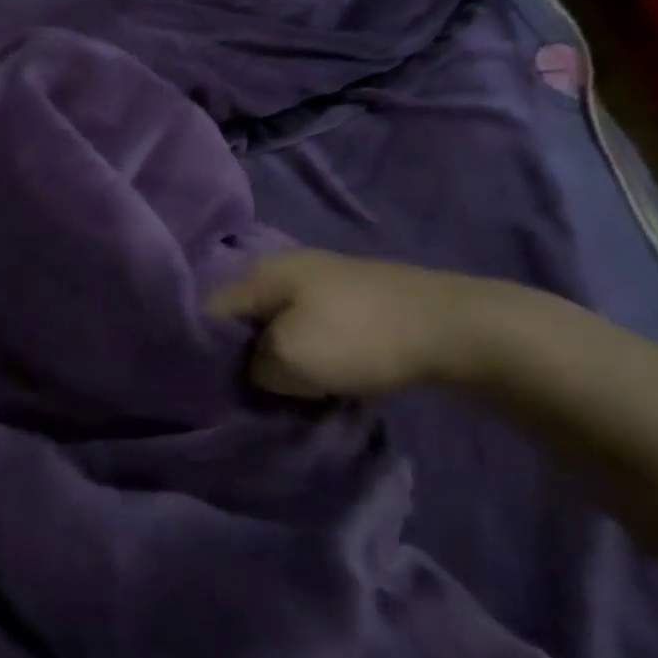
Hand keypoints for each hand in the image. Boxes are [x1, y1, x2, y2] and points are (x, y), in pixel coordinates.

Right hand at [207, 249, 497, 398]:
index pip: (205, 311)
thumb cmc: (359, 338)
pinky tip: (313, 374)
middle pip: (241, 317)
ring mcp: (322, 281)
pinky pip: (308, 328)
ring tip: (278, 388)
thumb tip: (252, 370)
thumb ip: (250, 367)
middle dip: (237, 353)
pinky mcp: (352, 300)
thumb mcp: (287, 361)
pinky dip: (305, 352)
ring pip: (276, 324)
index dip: (198, 349)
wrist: (459, 329)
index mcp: (259, 272)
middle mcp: (283, 267)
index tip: (204, 385)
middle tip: (241, 391)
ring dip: (274, 356)